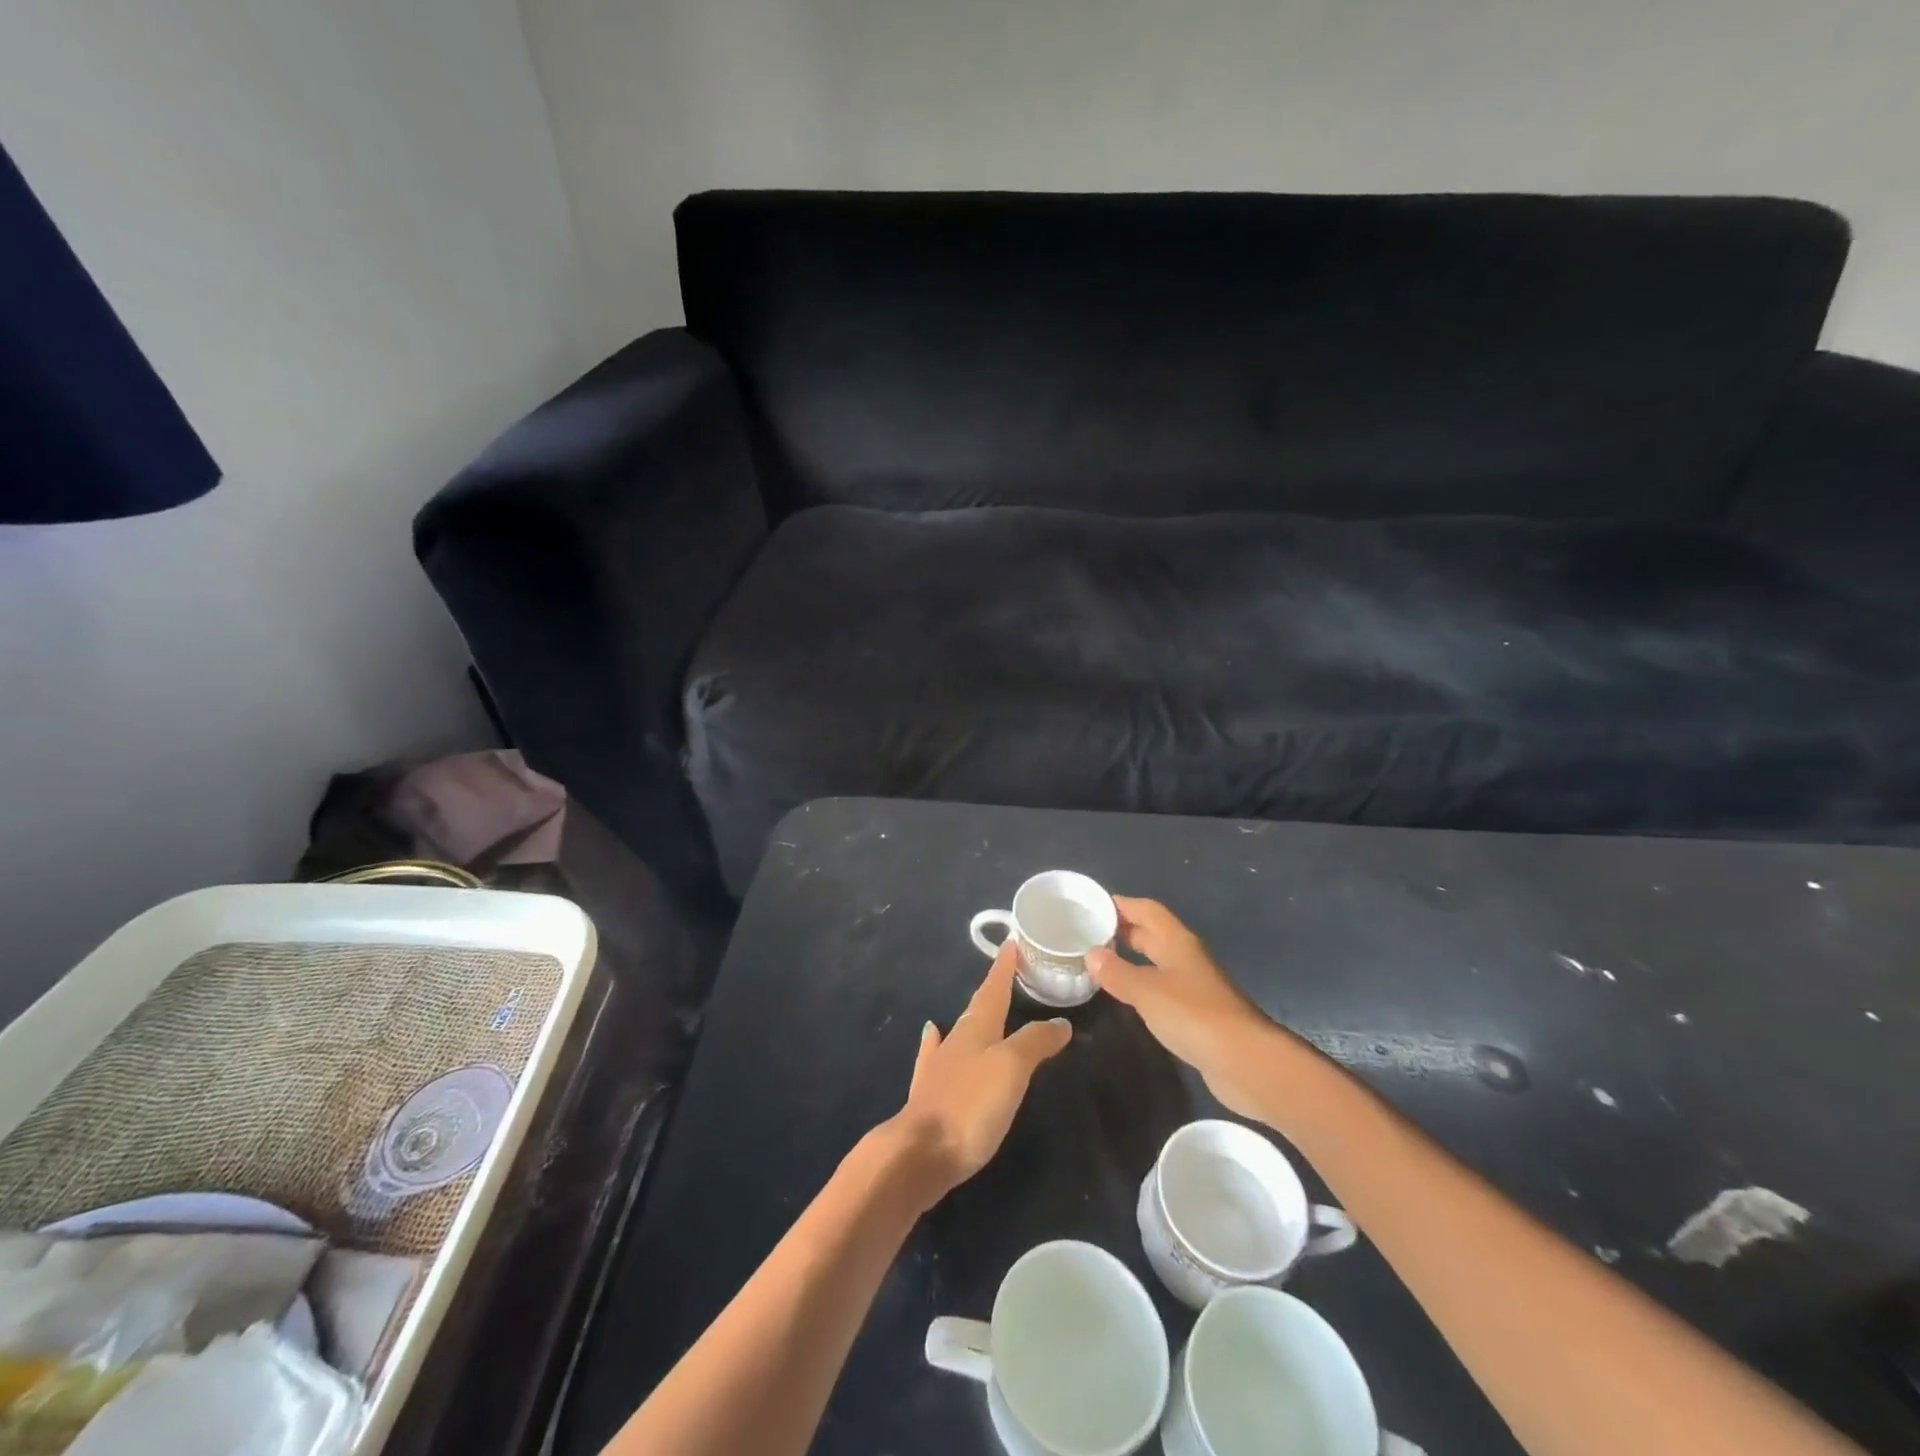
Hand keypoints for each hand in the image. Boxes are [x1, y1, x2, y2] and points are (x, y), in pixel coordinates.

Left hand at [884, 942, 1072, 1205]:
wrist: (919, 1154)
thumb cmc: (970, 1106)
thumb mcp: (1011, 1068)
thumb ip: (1035, 1042)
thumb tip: (1060, 1022)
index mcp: (976, 1030)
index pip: (993, 990)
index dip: (1003, 968)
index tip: (1011, 943)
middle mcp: (955, 1042)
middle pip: (977, 1009)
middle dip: (993, 990)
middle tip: (1007, 974)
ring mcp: (939, 1068)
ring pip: (960, 1033)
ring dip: (974, 1018)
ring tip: (981, 1006)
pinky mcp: (930, 1096)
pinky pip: (935, 1056)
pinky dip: (937, 1042)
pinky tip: (932, 1035)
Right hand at [1086, 896, 1276, 1117]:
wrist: (1246, 1062)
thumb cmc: (1195, 1016)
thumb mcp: (1147, 991)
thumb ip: (1117, 972)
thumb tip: (1091, 954)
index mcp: (1177, 942)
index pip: (1147, 910)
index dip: (1122, 905)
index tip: (1092, 906)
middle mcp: (1186, 958)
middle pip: (1152, 934)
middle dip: (1123, 931)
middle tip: (1088, 935)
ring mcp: (1194, 986)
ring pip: (1157, 962)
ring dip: (1131, 959)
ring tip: (1100, 965)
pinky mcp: (1196, 1014)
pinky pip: (1162, 989)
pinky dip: (1142, 987)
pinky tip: (1127, 998)